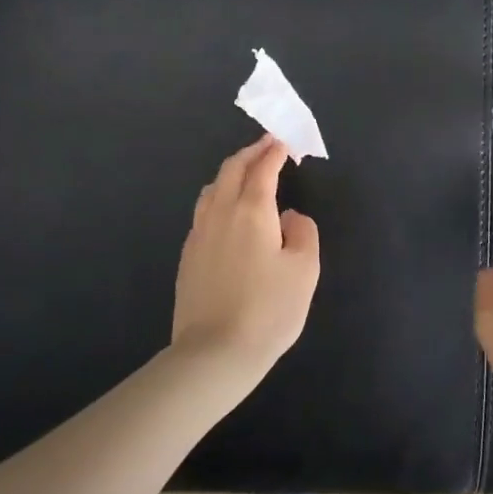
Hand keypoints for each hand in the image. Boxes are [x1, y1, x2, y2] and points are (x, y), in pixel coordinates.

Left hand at [172, 137, 320, 379]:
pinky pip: (202, 212)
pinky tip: (226, 213)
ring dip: (230, 173)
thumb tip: (289, 217)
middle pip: (231, 171)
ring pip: (211, 189)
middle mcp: (220, 214)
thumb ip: (303, 232)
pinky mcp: (187, 256)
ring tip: (245, 174)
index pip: (262, 169)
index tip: (284, 141)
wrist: (215, 352)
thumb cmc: (269, 309)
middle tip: (266, 146)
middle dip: (250, 154)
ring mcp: (198, 235)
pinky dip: (217, 197)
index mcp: (252, 211)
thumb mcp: (305, 270)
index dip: (274, 152)